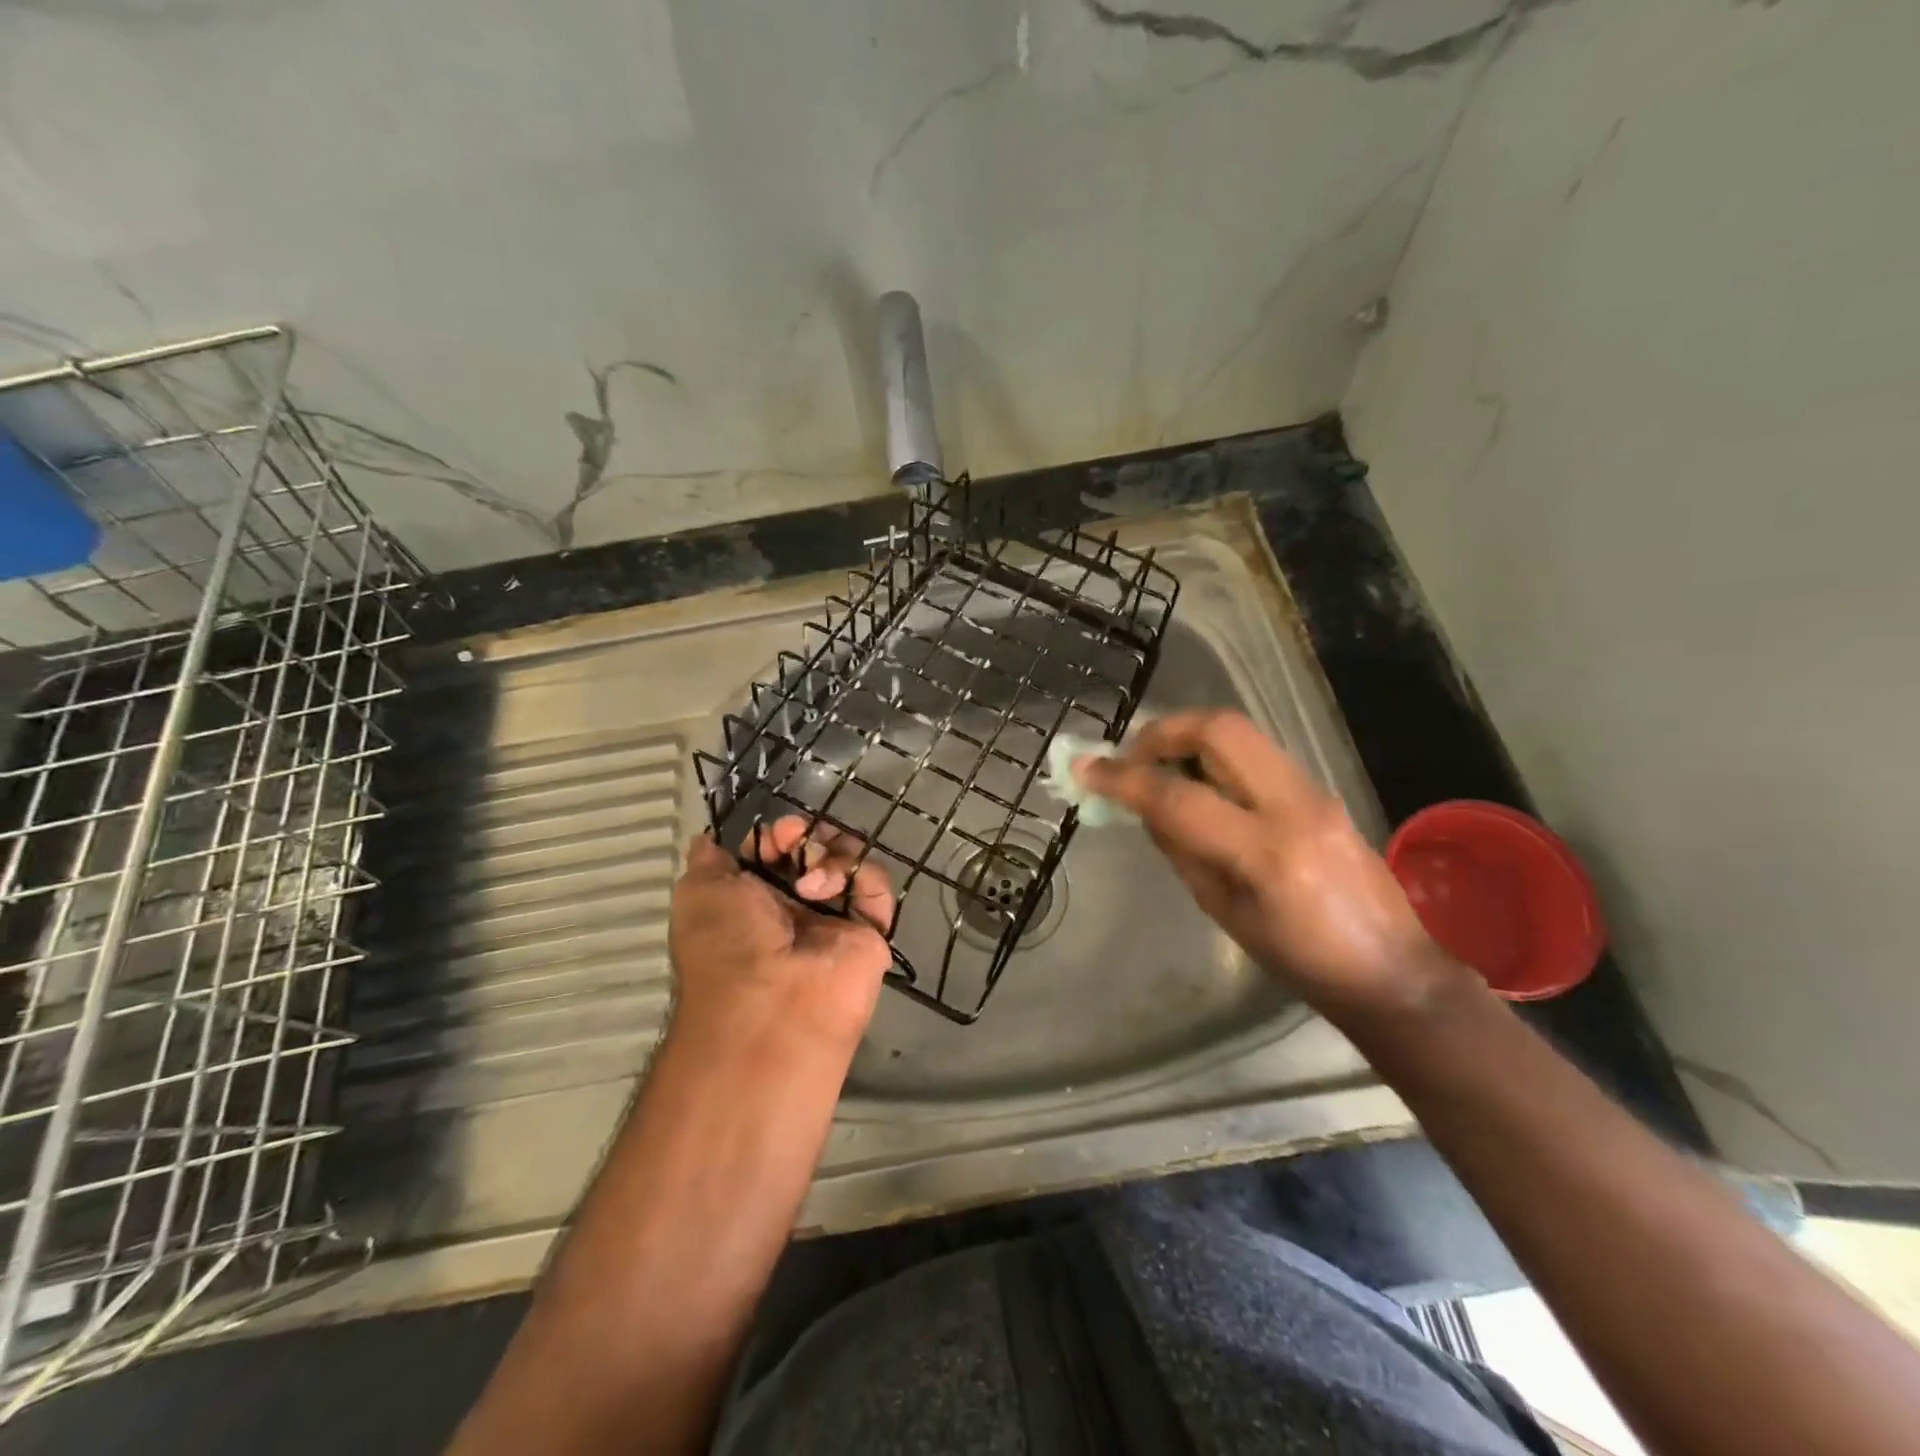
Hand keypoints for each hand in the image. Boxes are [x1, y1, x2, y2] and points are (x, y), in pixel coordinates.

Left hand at [668, 820, 894, 1054]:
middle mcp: (795, 905)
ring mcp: (835, 917)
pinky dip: (860, 875)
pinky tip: (830, 891)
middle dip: (806, 835)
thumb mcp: (698, 893)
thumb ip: (708, 860)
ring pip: (848, 858)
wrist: (769, 1007)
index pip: (776, 848)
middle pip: (815, 846)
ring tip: (810, 883)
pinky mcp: (870, 930)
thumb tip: (708, 839)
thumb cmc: (725, 946)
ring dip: (830, 854)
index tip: (774, 834)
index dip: (776, 833)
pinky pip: (876, 885)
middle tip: (794, 841)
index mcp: (754, 898)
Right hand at [1073, 710, 1467, 1021]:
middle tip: (1131, 753)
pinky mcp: (1320, 790)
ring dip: (1188, 739)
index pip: (1177, 797)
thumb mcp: (1222, 910)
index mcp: (1265, 853)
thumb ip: (1181, 848)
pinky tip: (1198, 784)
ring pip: (1239, 733)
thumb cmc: (1299, 960)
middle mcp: (1294, 806)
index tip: (1086, 770)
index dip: (1123, 779)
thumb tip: (1145, 805)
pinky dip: (1214, 756)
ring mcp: (1314, 791)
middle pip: (1219, 730)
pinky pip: (1255, 754)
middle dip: (1164, 730)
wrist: (1391, 969)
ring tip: (1158, 767)